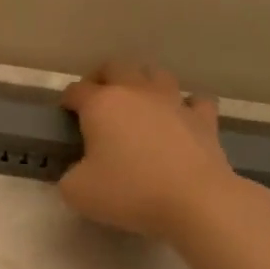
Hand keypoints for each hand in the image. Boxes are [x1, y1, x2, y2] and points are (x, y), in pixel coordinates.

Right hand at [59, 60, 245, 243]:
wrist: (194, 201)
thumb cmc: (129, 192)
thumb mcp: (76, 192)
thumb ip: (69, 175)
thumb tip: (80, 170)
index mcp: (101, 104)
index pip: (76, 90)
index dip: (67, 100)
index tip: (65, 115)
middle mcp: (137, 92)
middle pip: (116, 67)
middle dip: (102, 78)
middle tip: (97, 101)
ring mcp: (174, 102)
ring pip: (156, 74)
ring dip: (143, 83)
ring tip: (137, 104)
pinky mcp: (204, 118)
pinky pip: (194, 100)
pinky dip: (184, 106)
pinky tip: (180, 119)